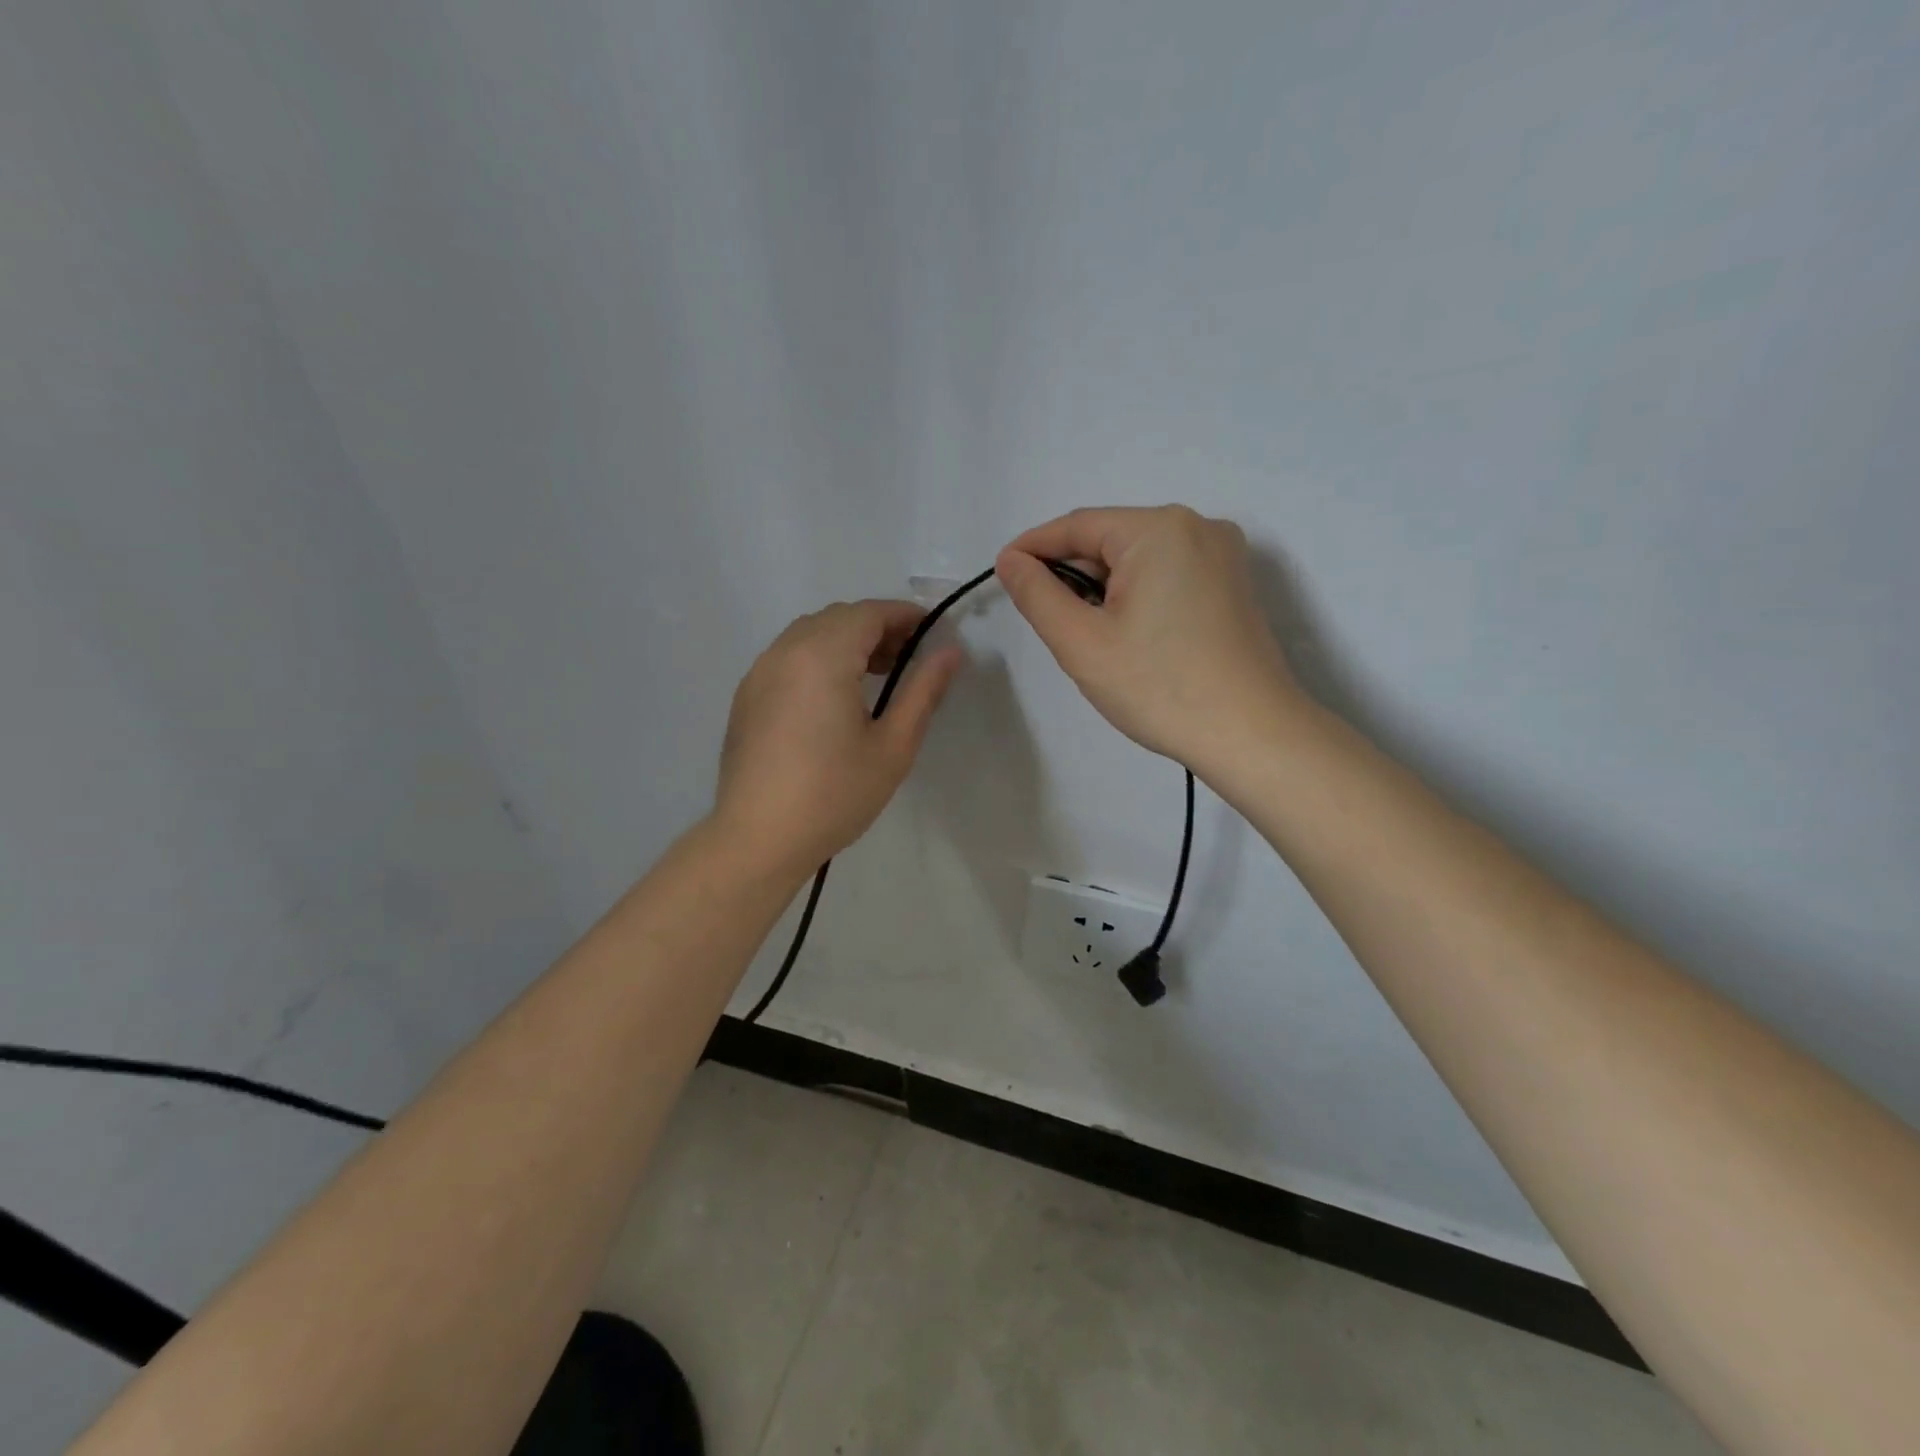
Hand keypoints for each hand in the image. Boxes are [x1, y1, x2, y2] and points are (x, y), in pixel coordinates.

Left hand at [714, 600, 962, 870]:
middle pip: (838, 618)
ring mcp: (759, 672)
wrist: (758, 838)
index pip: (869, 613)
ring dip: (846, 642)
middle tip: (909, 659)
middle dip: (877, 628)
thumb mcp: (893, 746)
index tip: (933, 633)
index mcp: (823, 656)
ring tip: (876, 677)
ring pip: (810, 635)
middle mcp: (785, 651)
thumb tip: (950, 652)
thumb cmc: (834, 794)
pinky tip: (834, 698)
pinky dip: (818, 658)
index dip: (905, 615)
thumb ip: (923, 691)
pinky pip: (788, 657)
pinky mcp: (746, 696)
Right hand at [996, 505, 1302, 767]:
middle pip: (1111, 541)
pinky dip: (1138, 597)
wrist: (1252, 734)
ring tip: (1091, 639)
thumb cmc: (1159, 687)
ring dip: (1105, 590)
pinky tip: (1131, 638)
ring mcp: (1223, 555)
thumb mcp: (1082, 642)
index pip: (1077, 526)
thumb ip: (1037, 594)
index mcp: (1159, 529)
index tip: (1002, 573)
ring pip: (1140, 561)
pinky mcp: (1233, 585)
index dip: (1033, 548)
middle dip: (1073, 576)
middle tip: (1050, 624)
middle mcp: (1196, 527)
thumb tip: (1011, 560)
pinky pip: (1169, 576)